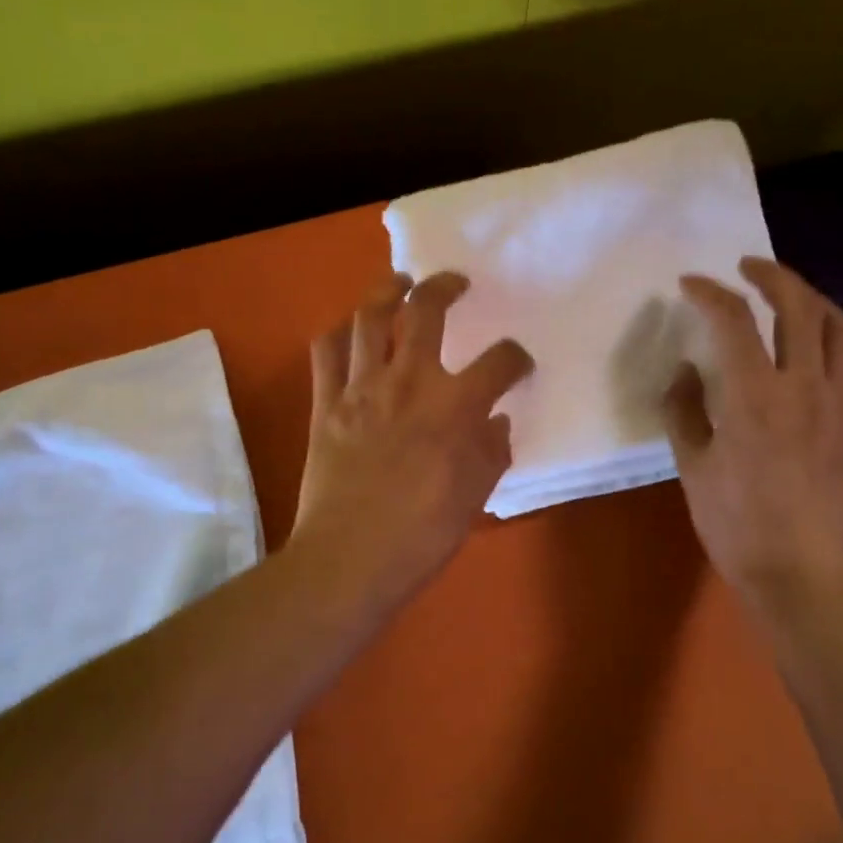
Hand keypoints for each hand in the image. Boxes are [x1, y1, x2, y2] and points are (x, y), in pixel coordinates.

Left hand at [289, 271, 533, 612]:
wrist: (350, 559)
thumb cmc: (422, 534)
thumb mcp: (475, 495)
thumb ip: (491, 452)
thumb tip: (497, 423)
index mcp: (456, 406)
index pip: (499, 362)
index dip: (516, 358)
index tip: (517, 365)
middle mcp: (409, 381)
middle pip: (427, 311)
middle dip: (445, 287)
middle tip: (453, 283)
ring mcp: (362, 388)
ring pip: (369, 317)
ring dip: (386, 291)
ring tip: (399, 284)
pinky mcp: (325, 403)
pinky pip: (325, 352)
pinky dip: (337, 333)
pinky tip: (348, 330)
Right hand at [663, 257, 842, 609]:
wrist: (802, 569)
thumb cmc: (736, 522)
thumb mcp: (692, 465)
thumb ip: (683, 409)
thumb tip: (687, 369)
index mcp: (753, 396)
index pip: (733, 321)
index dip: (709, 293)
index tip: (690, 284)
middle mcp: (804, 385)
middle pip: (797, 306)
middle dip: (770, 275)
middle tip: (746, 267)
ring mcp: (842, 400)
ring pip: (837, 324)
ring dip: (811, 296)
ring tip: (789, 292)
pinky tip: (830, 333)